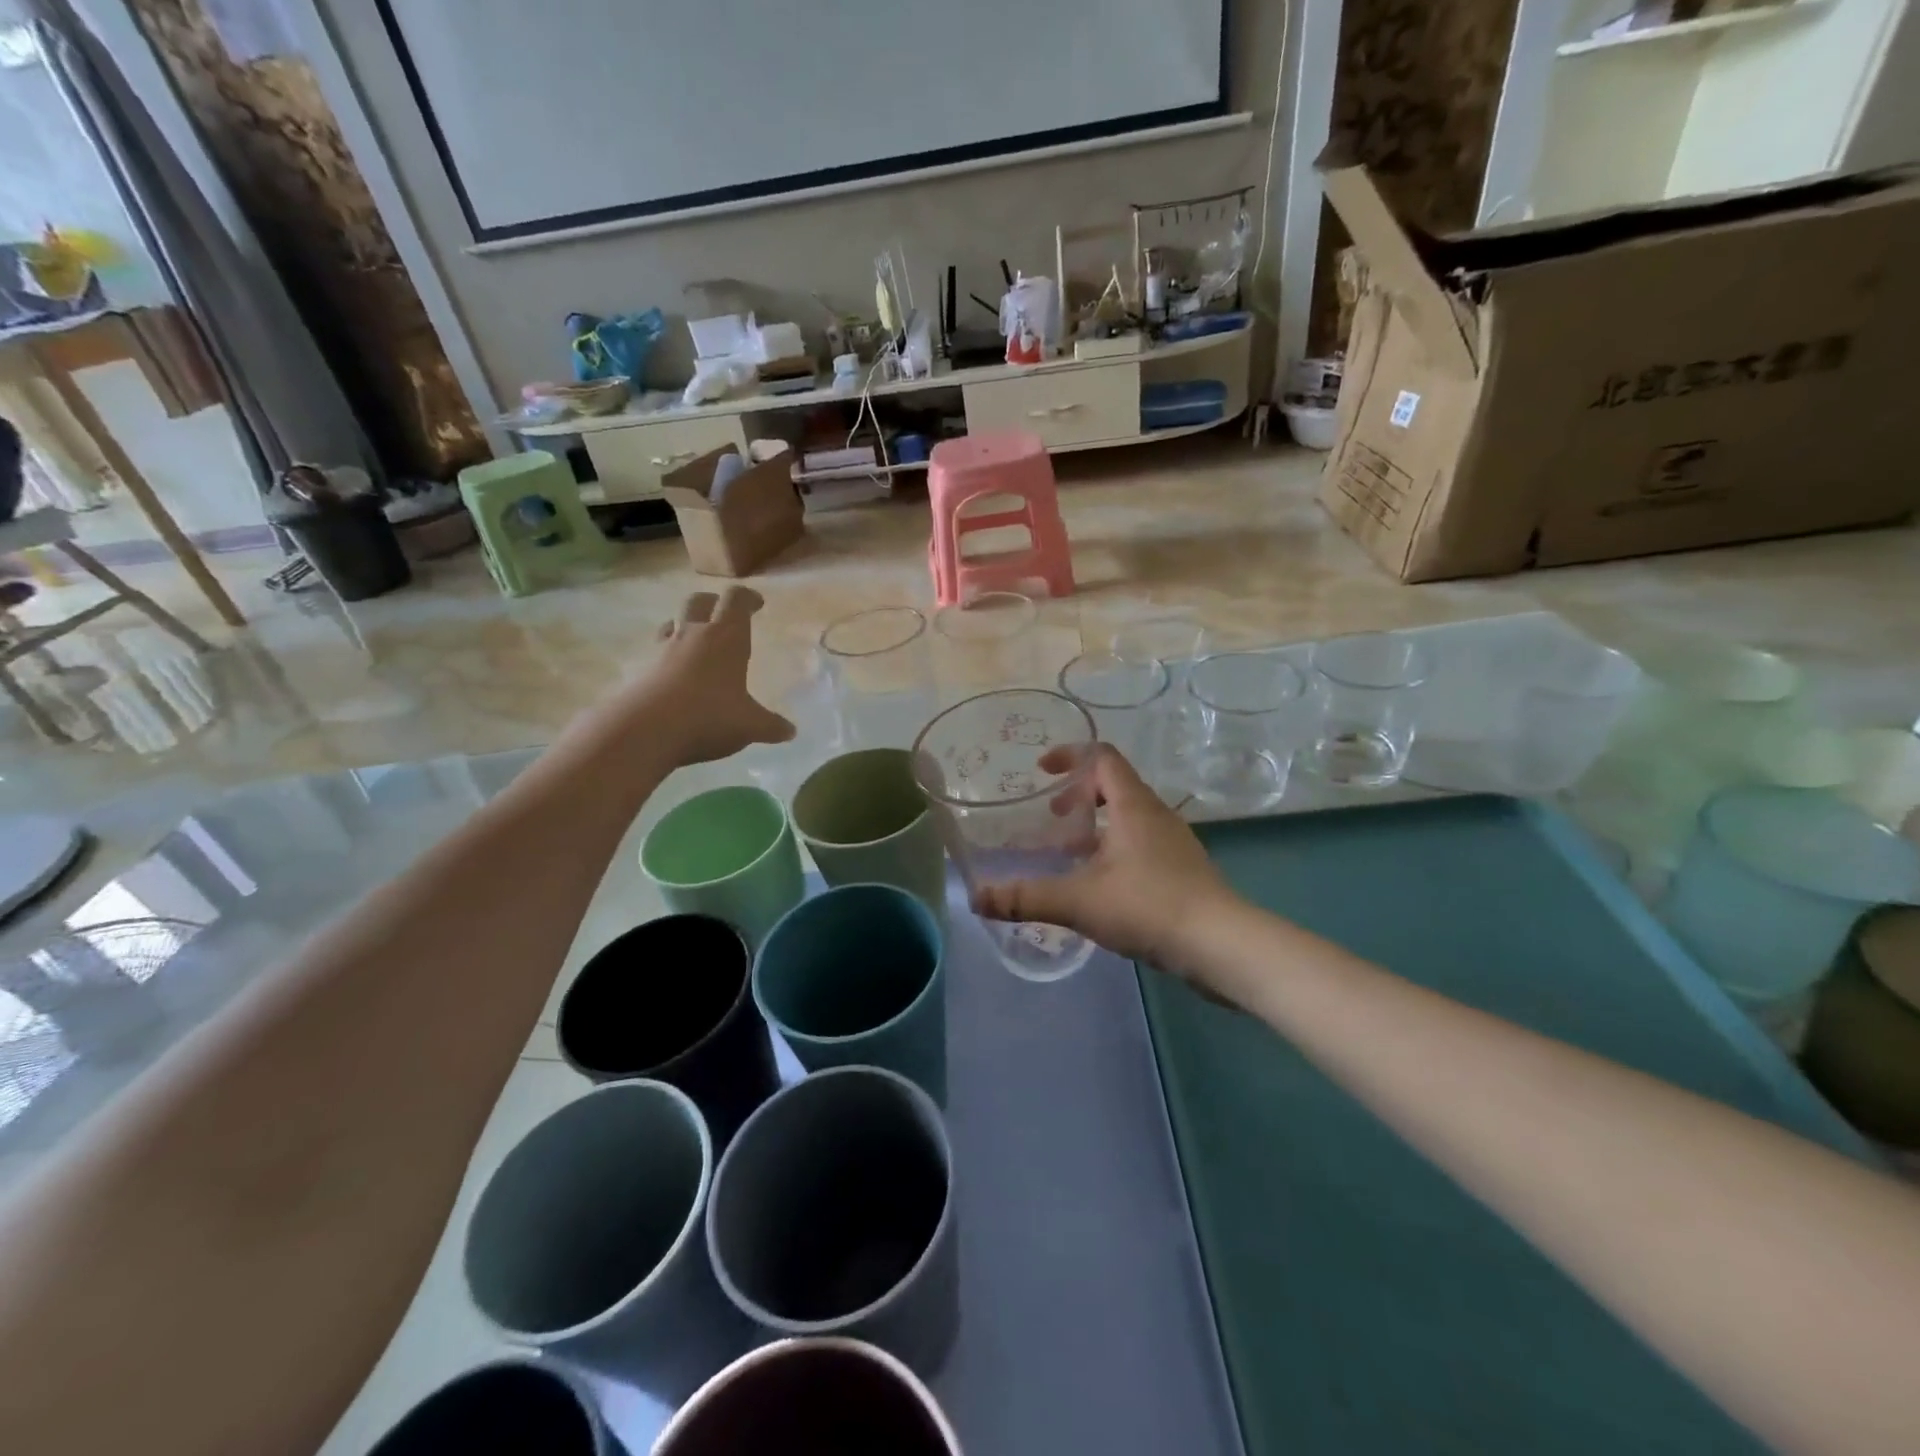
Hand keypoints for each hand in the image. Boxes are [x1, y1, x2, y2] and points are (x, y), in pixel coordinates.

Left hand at [629, 587, 794, 766]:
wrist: (643, 731)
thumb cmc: (708, 717)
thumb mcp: (749, 726)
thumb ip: (771, 726)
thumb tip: (791, 731)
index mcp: (725, 638)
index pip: (736, 601)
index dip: (747, 598)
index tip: (757, 603)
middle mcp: (692, 635)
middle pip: (698, 601)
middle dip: (712, 603)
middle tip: (723, 614)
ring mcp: (661, 650)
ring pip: (672, 623)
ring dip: (684, 626)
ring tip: (694, 642)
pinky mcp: (639, 670)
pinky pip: (654, 653)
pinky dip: (666, 657)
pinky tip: (673, 676)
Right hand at [972, 745, 1237, 978]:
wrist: (1221, 945)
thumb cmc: (1148, 906)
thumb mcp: (1077, 901)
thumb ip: (1026, 898)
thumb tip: (976, 899)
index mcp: (1133, 805)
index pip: (1102, 757)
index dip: (1069, 755)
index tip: (1041, 770)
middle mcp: (1156, 814)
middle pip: (1114, 785)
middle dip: (1078, 797)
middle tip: (1052, 820)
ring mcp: (1174, 842)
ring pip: (1128, 818)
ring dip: (1097, 827)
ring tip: (1070, 855)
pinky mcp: (1183, 870)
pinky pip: (1141, 844)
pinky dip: (1115, 850)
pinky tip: (1101, 886)